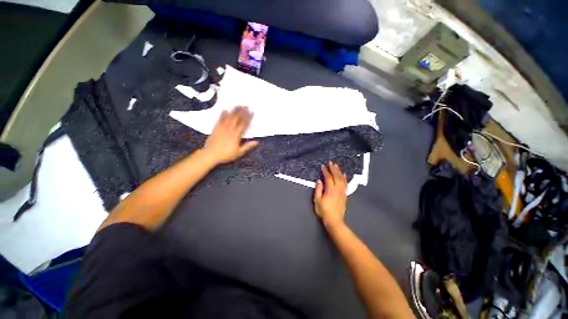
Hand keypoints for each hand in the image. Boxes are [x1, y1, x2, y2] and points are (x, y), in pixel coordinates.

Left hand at [203, 106, 258, 163]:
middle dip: (242, 112)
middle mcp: (229, 130)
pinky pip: (219, 120)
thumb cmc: (226, 155)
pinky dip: (222, 114)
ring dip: (234, 111)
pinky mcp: (216, 128)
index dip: (248, 118)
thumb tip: (256, 142)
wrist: (211, 155)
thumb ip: (247, 146)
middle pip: (237, 119)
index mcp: (236, 136)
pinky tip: (225, 109)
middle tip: (246, 105)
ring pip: (229, 117)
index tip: (251, 112)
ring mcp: (222, 128)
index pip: (243, 124)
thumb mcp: (239, 153)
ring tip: (238, 105)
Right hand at [314, 162, 347, 228]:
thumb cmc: (324, 211)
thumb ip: (318, 190)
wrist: (334, 220)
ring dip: (339, 172)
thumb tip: (319, 180)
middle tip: (331, 162)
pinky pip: (346, 184)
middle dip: (333, 169)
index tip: (323, 166)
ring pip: (342, 179)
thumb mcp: (317, 200)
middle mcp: (338, 189)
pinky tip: (344, 175)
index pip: (328, 178)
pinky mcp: (345, 195)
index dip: (325, 171)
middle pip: (336, 176)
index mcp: (330, 190)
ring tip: (336, 166)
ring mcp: (342, 192)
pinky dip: (345, 178)